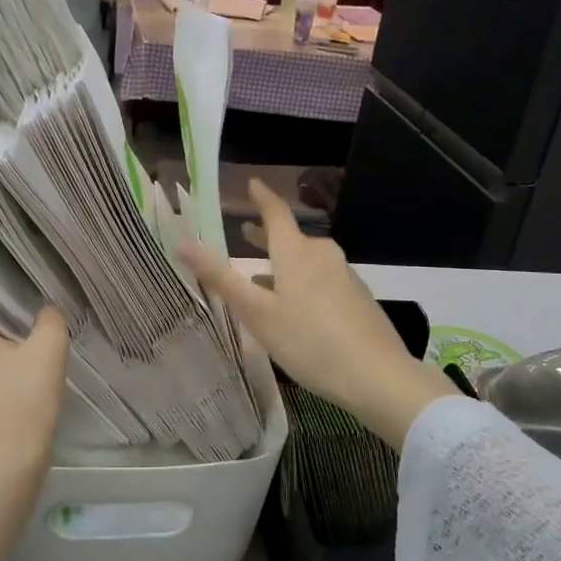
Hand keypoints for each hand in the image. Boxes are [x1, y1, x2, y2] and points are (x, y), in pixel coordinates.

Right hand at [178, 182, 457, 448]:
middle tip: (245, 235)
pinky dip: (303, 283)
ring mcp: (345, 276)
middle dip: (267, 237)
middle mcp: (323, 255)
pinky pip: (322, 280)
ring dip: (284, 264)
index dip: (262, 198)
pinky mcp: (358, 298)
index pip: (276, 213)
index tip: (253, 184)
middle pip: (292, 238)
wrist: (377, 376)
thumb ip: (221, 278)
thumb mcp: (257, 313)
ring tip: (264, 278)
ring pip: (307, 261)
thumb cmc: (309, 341)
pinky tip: (298, 309)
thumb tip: (182, 242)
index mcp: (296, 252)